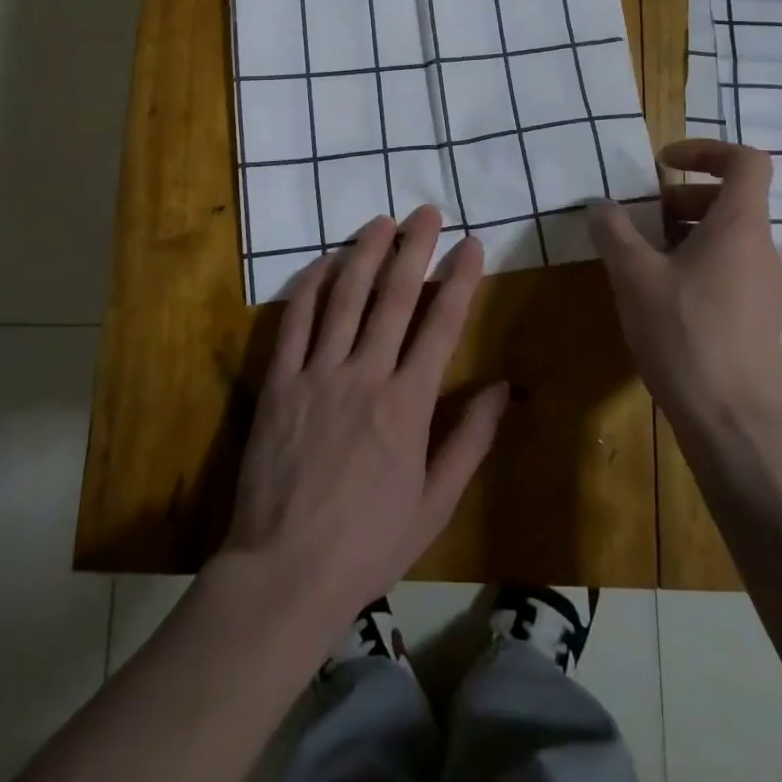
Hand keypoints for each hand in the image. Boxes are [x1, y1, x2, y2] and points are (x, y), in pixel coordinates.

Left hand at [220, 206, 507, 630]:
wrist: (284, 571)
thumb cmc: (368, 543)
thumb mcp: (435, 504)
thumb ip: (470, 441)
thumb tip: (502, 387)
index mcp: (408, 405)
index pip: (441, 326)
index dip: (460, 280)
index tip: (472, 245)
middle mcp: (365, 375)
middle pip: (395, 297)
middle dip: (415, 248)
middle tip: (427, 211)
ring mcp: (318, 373)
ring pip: (345, 297)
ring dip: (365, 254)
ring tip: (381, 221)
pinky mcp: (280, 381)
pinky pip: (294, 321)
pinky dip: (309, 286)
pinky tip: (324, 261)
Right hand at [588, 140, 781, 427]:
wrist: (734, 423)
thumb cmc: (685, 335)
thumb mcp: (634, 276)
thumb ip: (614, 232)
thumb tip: (600, 205)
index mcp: (740, 227)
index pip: (747, 162)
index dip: (707, 149)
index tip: (664, 162)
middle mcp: (760, 249)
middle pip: (730, 199)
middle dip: (681, 196)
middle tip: (640, 216)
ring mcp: (763, 287)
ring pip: (726, 237)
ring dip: (682, 232)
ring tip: (640, 256)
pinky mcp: (756, 318)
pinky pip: (727, 269)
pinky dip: (693, 263)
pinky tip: (658, 295)